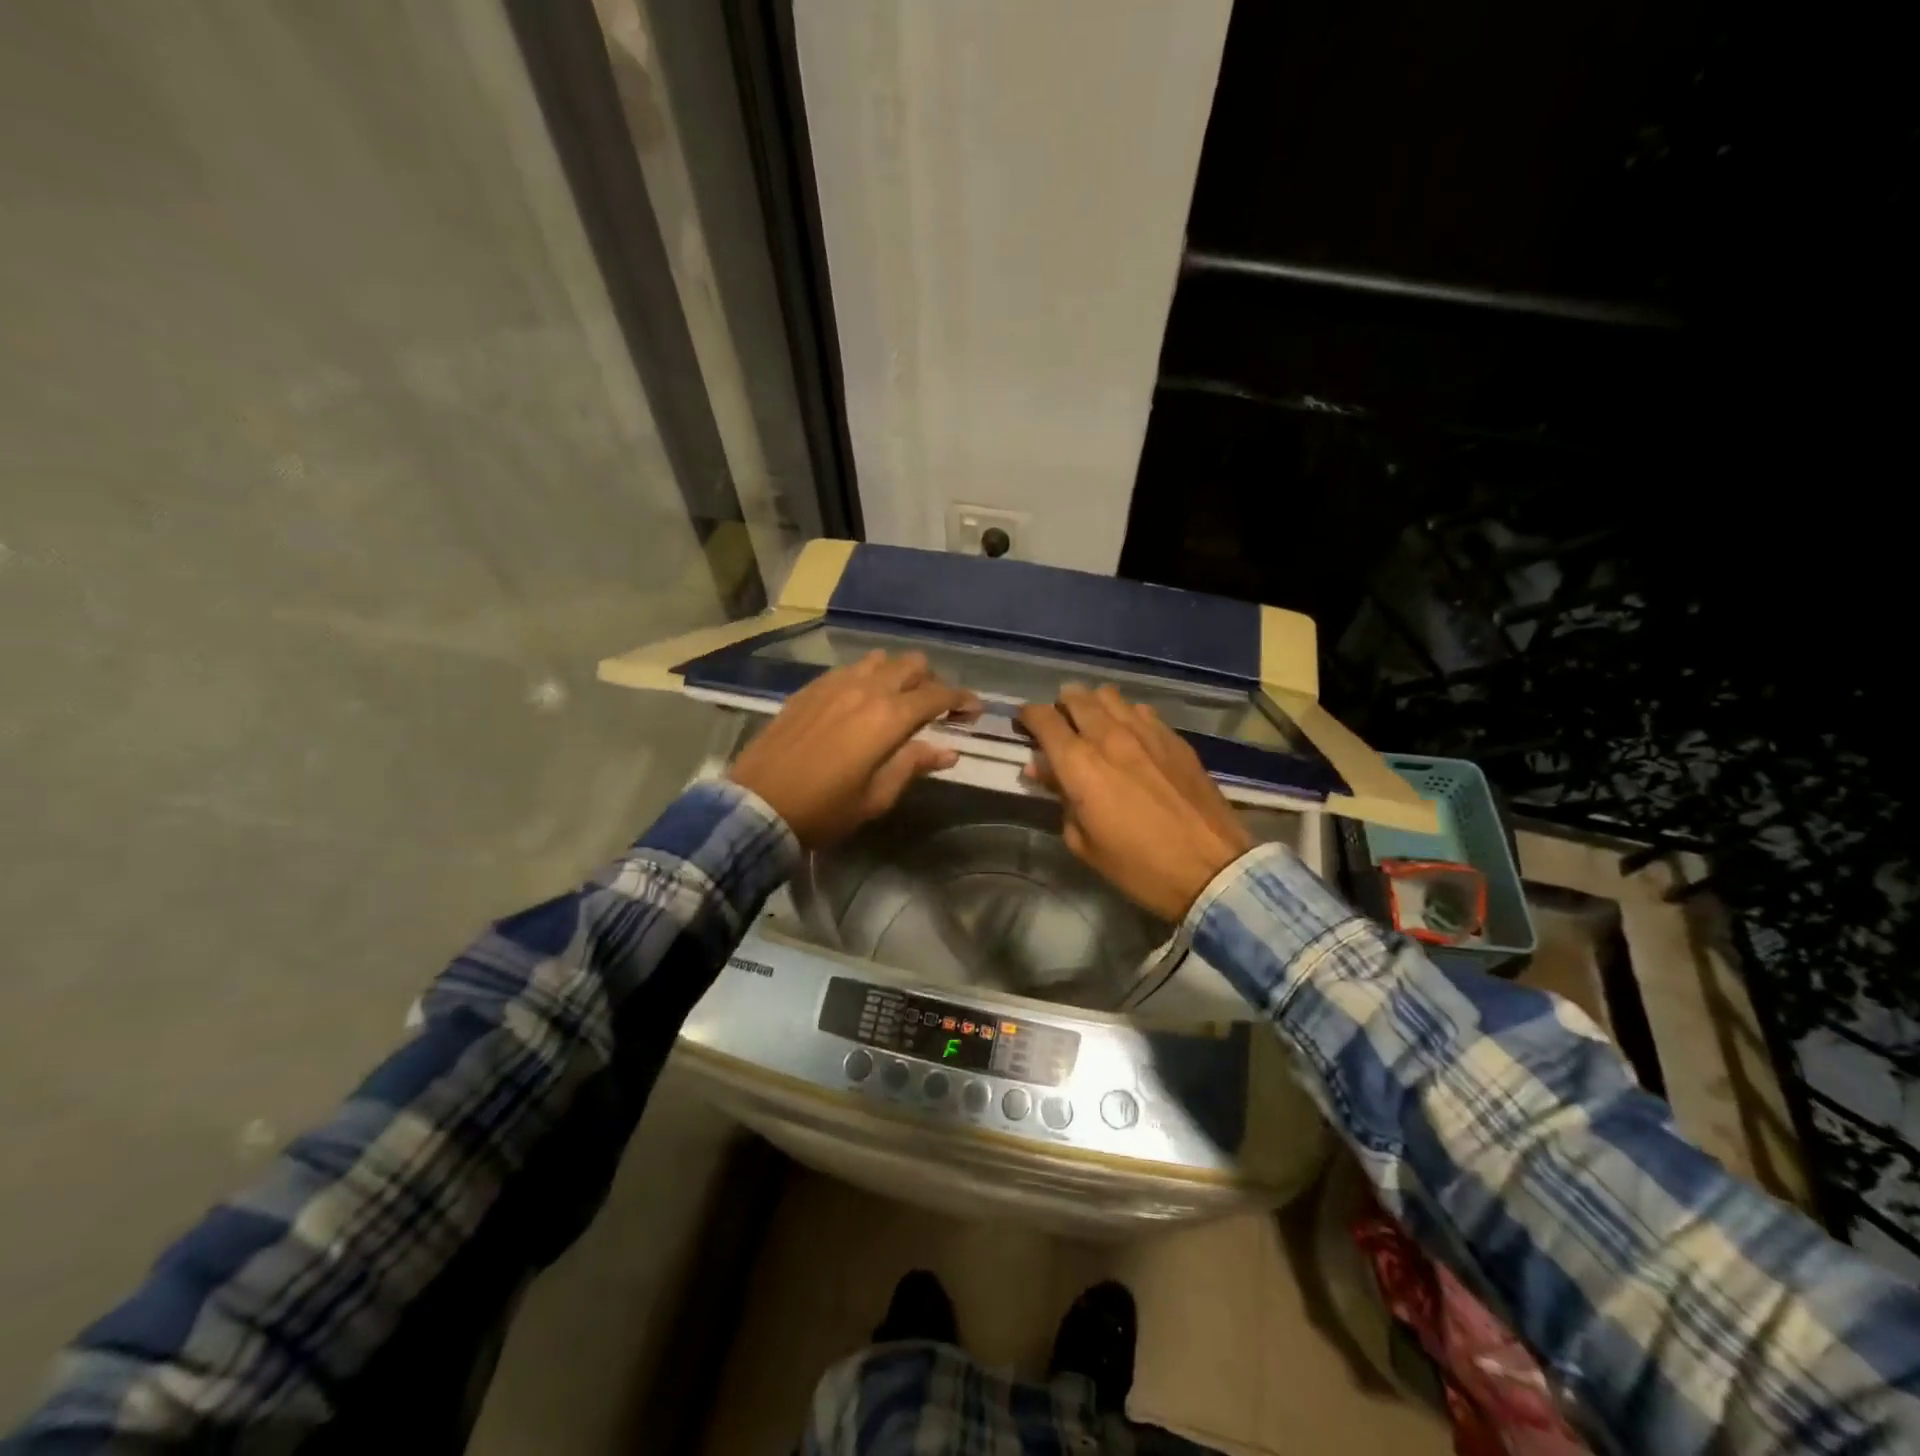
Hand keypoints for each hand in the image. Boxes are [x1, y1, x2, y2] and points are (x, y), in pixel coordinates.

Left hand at [727, 651, 976, 847]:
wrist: (758, 805)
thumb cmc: (824, 810)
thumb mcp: (876, 797)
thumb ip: (913, 765)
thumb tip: (948, 751)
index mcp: (889, 717)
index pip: (938, 695)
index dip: (962, 699)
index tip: (973, 710)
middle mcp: (865, 689)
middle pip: (912, 664)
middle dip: (931, 681)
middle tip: (935, 708)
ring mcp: (834, 684)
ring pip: (879, 660)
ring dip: (897, 674)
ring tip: (897, 700)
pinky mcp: (810, 689)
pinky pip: (848, 669)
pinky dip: (866, 677)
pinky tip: (860, 702)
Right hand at [1018, 685, 1254, 921]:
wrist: (1212, 869)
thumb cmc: (1138, 866)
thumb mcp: (1084, 843)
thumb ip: (1060, 799)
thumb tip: (1042, 769)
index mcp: (1080, 764)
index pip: (1043, 719)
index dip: (1027, 716)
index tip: (1022, 724)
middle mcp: (1110, 736)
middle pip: (1076, 697)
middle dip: (1060, 706)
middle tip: (1058, 726)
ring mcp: (1147, 732)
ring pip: (1109, 696)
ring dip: (1093, 705)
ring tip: (1093, 725)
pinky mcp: (1175, 738)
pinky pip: (1141, 711)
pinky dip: (1126, 716)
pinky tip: (1130, 737)